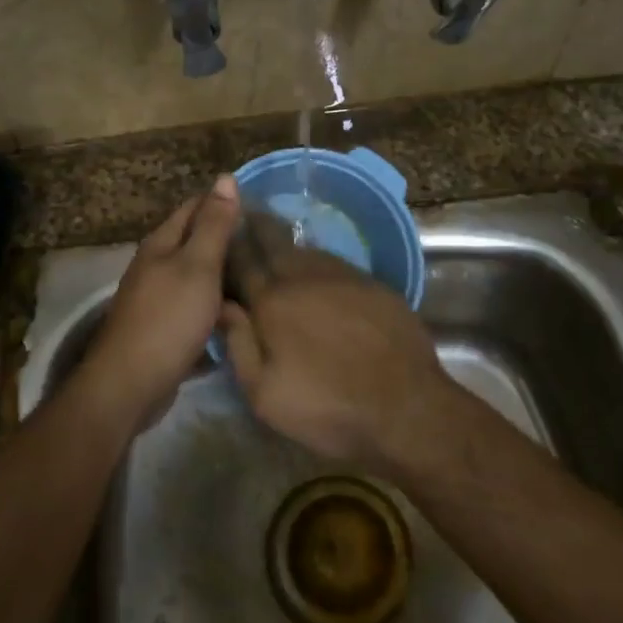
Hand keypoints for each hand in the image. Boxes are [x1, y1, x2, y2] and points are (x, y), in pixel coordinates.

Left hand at [86, 175, 241, 419]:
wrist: (130, 385)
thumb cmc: (168, 319)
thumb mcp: (198, 266)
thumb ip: (214, 224)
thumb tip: (225, 177)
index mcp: (162, 243)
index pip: (195, 207)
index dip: (225, 203)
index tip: (261, 209)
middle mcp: (155, 265)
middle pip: (195, 242)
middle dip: (228, 241)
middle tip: (269, 247)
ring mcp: (156, 299)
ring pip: (197, 277)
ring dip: (224, 276)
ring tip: (261, 279)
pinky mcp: (162, 329)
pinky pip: (195, 308)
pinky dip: (216, 308)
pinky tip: (238, 317)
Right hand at [219, 226, 455, 467]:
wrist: (405, 405)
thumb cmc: (327, 406)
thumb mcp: (264, 394)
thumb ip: (238, 345)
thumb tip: (221, 305)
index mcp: (271, 302)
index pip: (241, 261)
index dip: (227, 245)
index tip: (218, 232)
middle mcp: (303, 276)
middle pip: (273, 240)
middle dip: (256, 226)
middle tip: (246, 216)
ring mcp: (341, 275)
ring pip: (305, 249)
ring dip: (287, 244)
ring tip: (277, 241)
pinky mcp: (371, 282)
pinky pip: (335, 262)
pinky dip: (318, 261)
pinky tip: (318, 271)